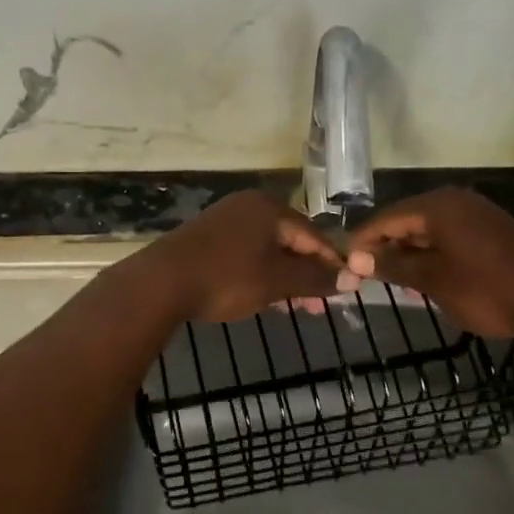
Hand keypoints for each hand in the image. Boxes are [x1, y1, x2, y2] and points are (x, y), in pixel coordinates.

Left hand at [143, 191, 345, 322]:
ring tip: (295, 307)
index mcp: (269, 208)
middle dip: (307, 274)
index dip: (332, 263)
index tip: (346, 291)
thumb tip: (352, 278)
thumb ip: (315, 278)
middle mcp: (248, 206)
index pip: (313, 234)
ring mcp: (225, 220)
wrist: (162, 282)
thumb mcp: (277, 281)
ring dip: (285, 277)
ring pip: (268, 249)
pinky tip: (265, 297)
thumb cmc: (227, 278)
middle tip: (318, 307)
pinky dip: (261, 273)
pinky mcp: (207, 237)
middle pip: (291, 240)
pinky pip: (247, 253)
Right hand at [342, 188, 513, 336]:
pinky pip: (449, 235)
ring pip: (428, 229)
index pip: (385, 218)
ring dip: (410, 252)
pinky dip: (433, 253)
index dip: (363, 242)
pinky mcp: (492, 229)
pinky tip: (428, 276)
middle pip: (406, 220)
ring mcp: (476, 213)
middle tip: (369, 277)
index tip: (346, 268)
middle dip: (386, 247)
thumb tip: (356, 258)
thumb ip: (393, 265)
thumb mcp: (435, 280)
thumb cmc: (488, 289)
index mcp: (437, 206)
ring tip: (396, 281)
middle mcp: (455, 200)